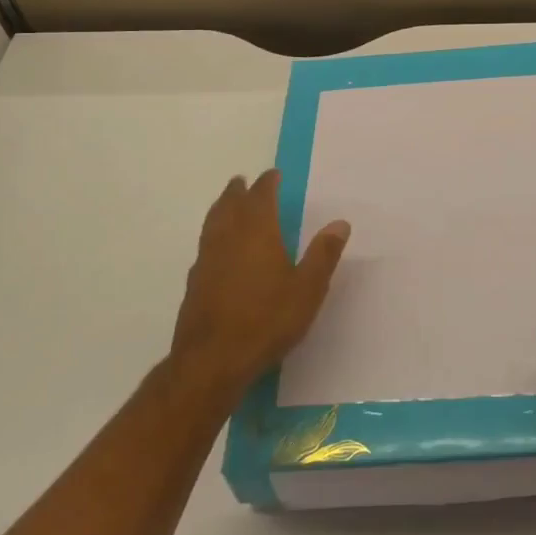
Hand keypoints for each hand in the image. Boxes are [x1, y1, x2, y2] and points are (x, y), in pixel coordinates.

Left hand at [170, 170, 349, 400]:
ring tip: (226, 204)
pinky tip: (217, 248)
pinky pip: (205, 245)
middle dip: (238, 191)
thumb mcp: (307, 289)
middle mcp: (228, 237)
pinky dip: (213, 235)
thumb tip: (340, 223)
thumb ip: (323, 254)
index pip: (261, 196)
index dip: (267, 183)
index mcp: (257, 232)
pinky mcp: (195, 282)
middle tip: (242, 182)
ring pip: (212, 223)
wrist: (212, 359)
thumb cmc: (266, 320)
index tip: (273, 174)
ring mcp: (207, 259)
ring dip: (221, 208)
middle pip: (230, 204)